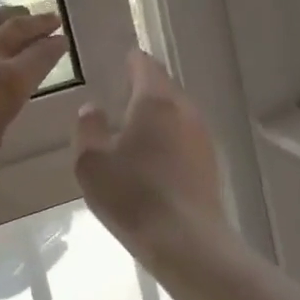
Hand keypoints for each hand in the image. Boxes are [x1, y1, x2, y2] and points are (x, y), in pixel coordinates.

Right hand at [74, 50, 228, 250]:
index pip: (145, 66)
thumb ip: (88, 129)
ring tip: (136, 127)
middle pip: (164, 88)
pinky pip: (185, 137)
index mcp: (155, 101)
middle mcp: (184, 110)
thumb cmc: (132, 195)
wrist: (186, 241)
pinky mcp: (210, 163)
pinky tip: (155, 157)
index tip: (124, 59)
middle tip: (124, 92)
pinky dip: (170, 137)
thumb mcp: (91, 162)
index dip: (133, 60)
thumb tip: (92, 108)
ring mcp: (202, 136)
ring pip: (177, 113)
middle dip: (145, 87)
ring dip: (158, 114)